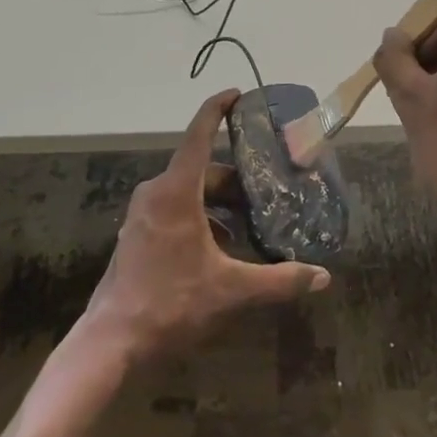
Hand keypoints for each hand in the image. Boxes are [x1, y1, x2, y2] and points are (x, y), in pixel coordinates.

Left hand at [84, 90, 329, 363]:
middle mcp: (156, 192)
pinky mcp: (138, 232)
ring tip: (252, 225)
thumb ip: (279, 280)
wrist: (112, 342)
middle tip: (268, 192)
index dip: (218, 108)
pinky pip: (176, 209)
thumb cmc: (171, 304)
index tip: (238, 93)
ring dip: (220, 203)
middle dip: (236, 179)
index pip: (199, 134)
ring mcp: (143, 213)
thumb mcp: (231, 291)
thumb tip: (323, 277)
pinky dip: (203, 218)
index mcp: (176, 191)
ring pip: (190, 192)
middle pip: (203, 170)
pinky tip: (224, 248)